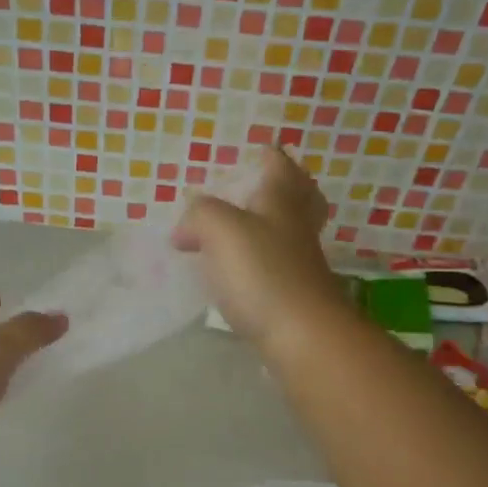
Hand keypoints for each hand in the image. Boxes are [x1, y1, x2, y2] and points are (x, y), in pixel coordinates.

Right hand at [172, 146, 347, 359]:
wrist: (302, 336)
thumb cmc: (262, 273)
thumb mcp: (220, 229)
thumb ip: (199, 215)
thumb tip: (185, 229)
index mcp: (281, 203)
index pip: (279, 167)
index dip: (270, 156)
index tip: (260, 150)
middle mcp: (296, 229)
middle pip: (301, 199)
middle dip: (288, 187)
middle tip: (266, 186)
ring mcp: (300, 264)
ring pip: (291, 234)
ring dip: (273, 226)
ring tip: (242, 230)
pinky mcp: (294, 297)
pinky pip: (279, 268)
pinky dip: (263, 262)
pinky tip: (241, 273)